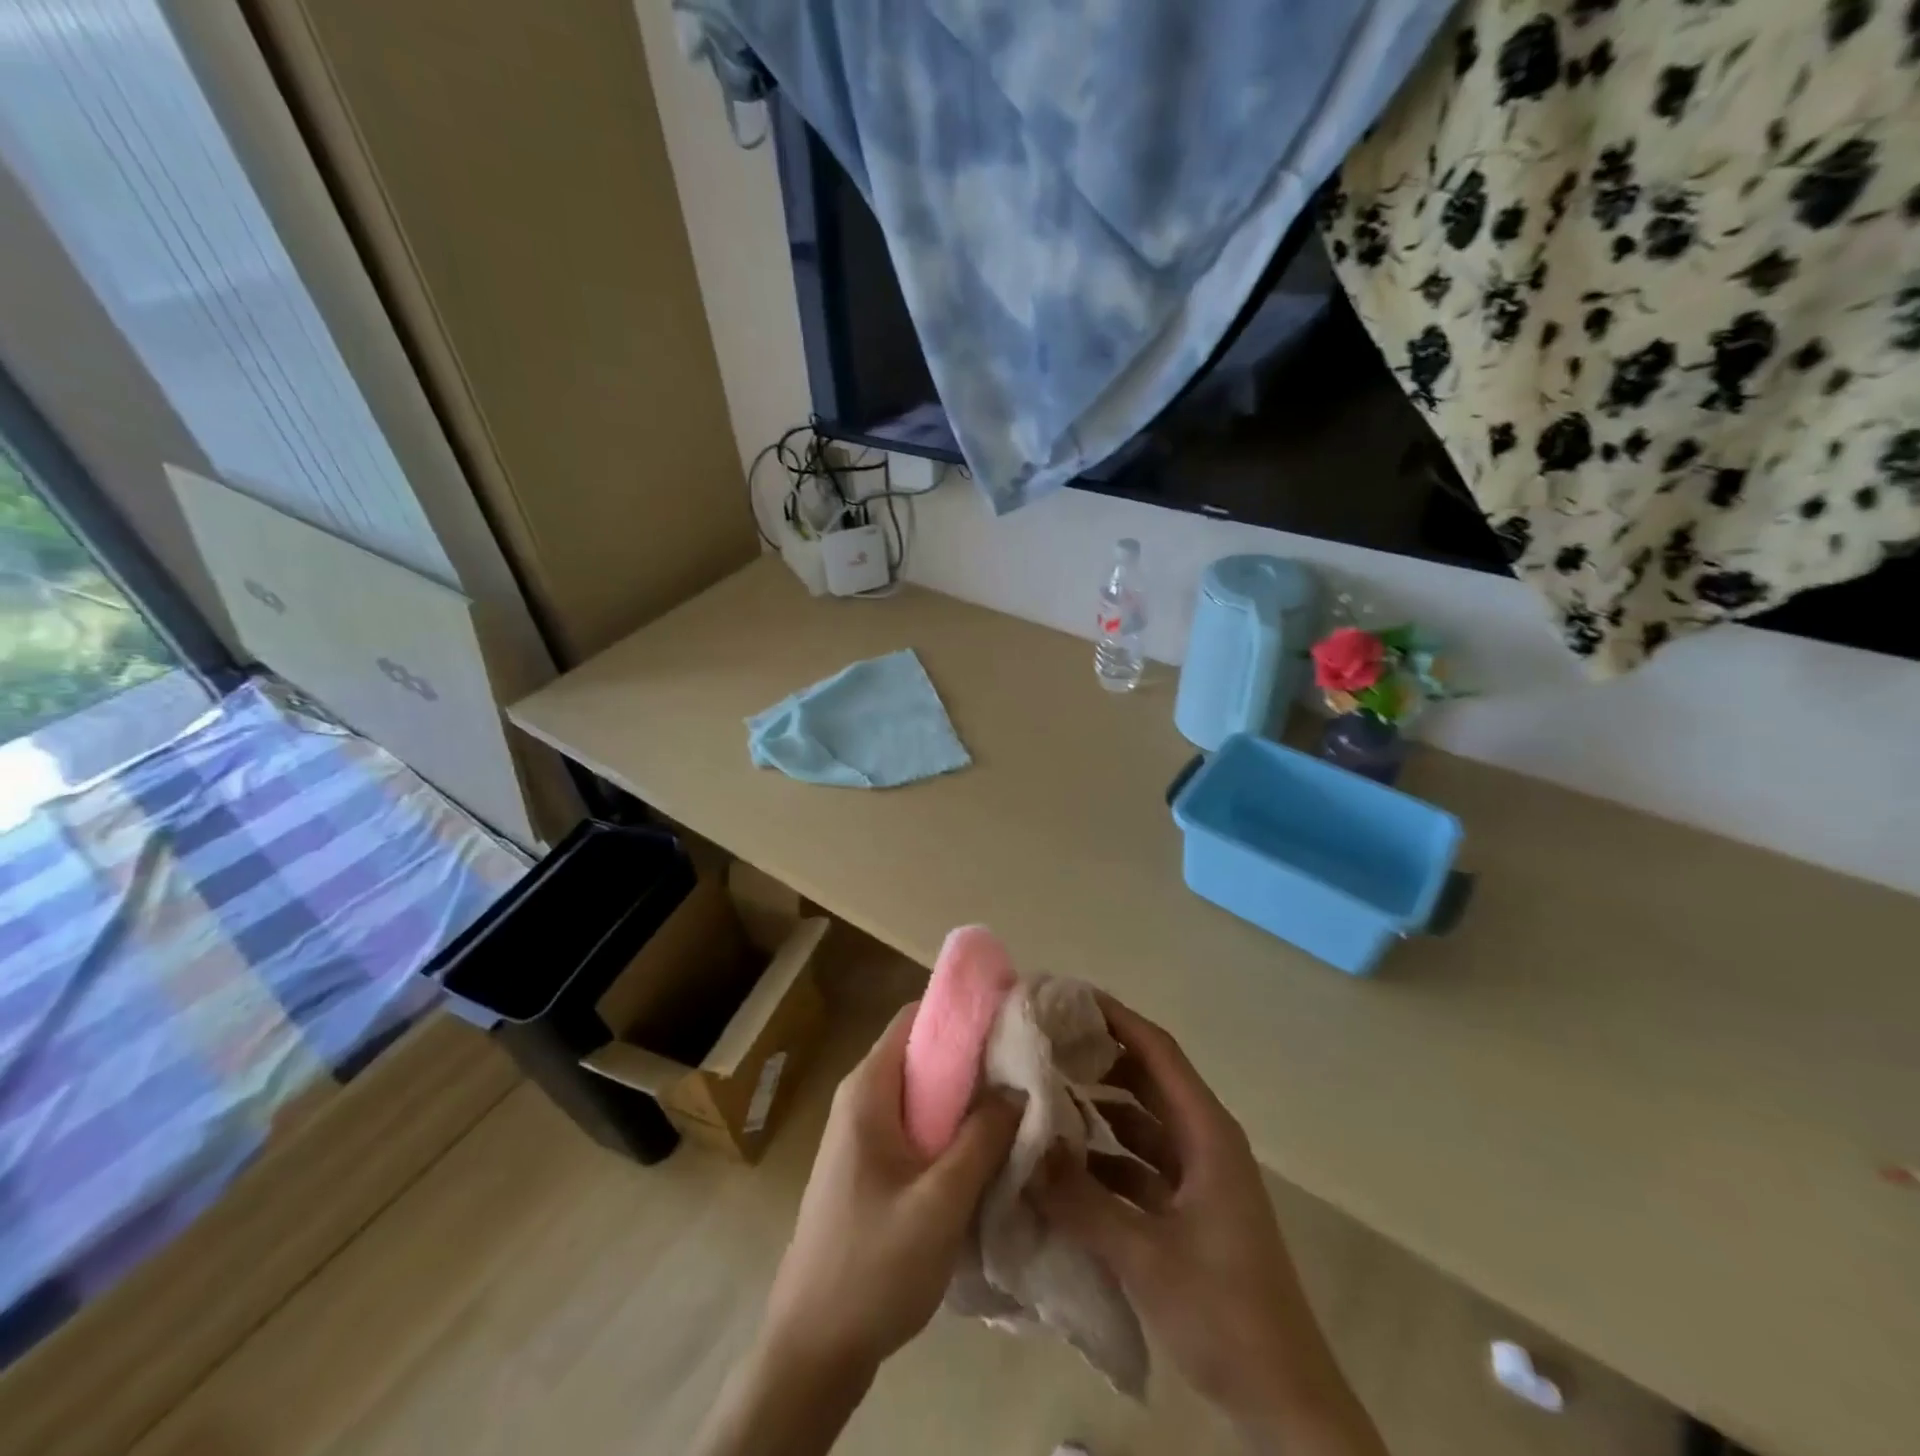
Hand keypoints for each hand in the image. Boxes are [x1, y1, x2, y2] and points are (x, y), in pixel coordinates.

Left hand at [763, 1002, 1021, 1379]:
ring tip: (1018, 1106)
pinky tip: (986, 1151)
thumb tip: (1018, 1086)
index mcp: (868, 1090)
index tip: (1012, 1017)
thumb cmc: (872, 1267)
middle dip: (974, 1057)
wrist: (812, 1349)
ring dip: (966, 1097)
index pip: (916, 1017)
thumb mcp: (939, 1202)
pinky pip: (917, 1125)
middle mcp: (862, 1099)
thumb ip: (981, 1139)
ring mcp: (863, 1134)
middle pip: (922, 1053)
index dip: (963, 1011)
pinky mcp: (871, 1165)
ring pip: (923, 1093)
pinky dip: (951, 1127)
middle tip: (1028, 1068)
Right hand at [1037, 996, 1385, 1455]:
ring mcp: (1197, 1177)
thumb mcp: (1145, 1255)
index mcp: (1207, 1133)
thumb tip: (1026, 1150)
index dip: (1114, 1017)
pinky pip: (1139, 1162)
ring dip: (1099, 1105)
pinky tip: (1065, 1160)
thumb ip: (1081, 1201)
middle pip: (1147, 1078)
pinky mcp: (1188, 1210)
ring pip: (1141, 1121)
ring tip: (1044, 1089)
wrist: (1286, 1404)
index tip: (1065, 997)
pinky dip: (1105, 1154)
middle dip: (1099, 1055)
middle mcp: (1203, 1141)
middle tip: (1043, 1039)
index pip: (1157, 1051)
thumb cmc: (1226, 1315)